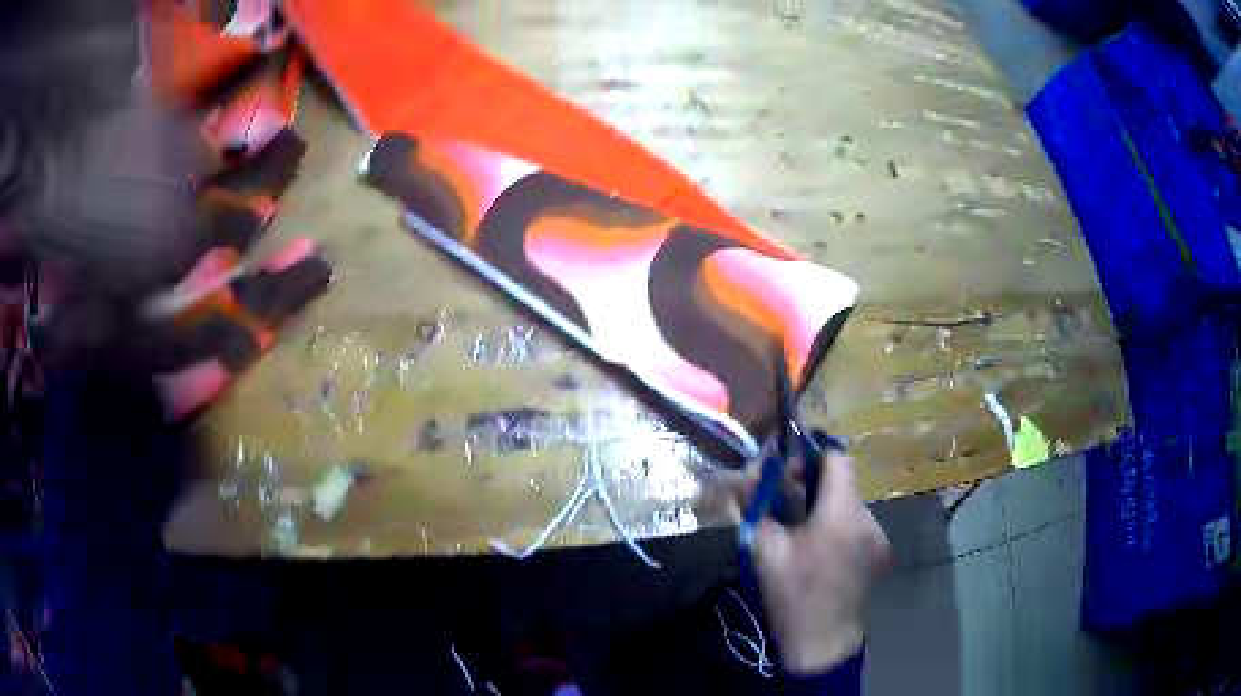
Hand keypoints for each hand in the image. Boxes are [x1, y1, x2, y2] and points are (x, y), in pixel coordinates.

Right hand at [717, 451, 890, 673]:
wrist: (822, 643)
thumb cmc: (792, 596)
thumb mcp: (765, 551)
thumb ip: (756, 508)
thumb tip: (745, 478)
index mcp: (842, 513)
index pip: (837, 459)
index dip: (811, 456)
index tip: (787, 472)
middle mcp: (868, 519)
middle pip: (844, 484)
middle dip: (814, 486)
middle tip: (786, 505)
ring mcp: (879, 539)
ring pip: (851, 507)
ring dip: (828, 509)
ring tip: (804, 535)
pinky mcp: (881, 556)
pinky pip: (859, 528)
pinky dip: (840, 529)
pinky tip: (823, 555)